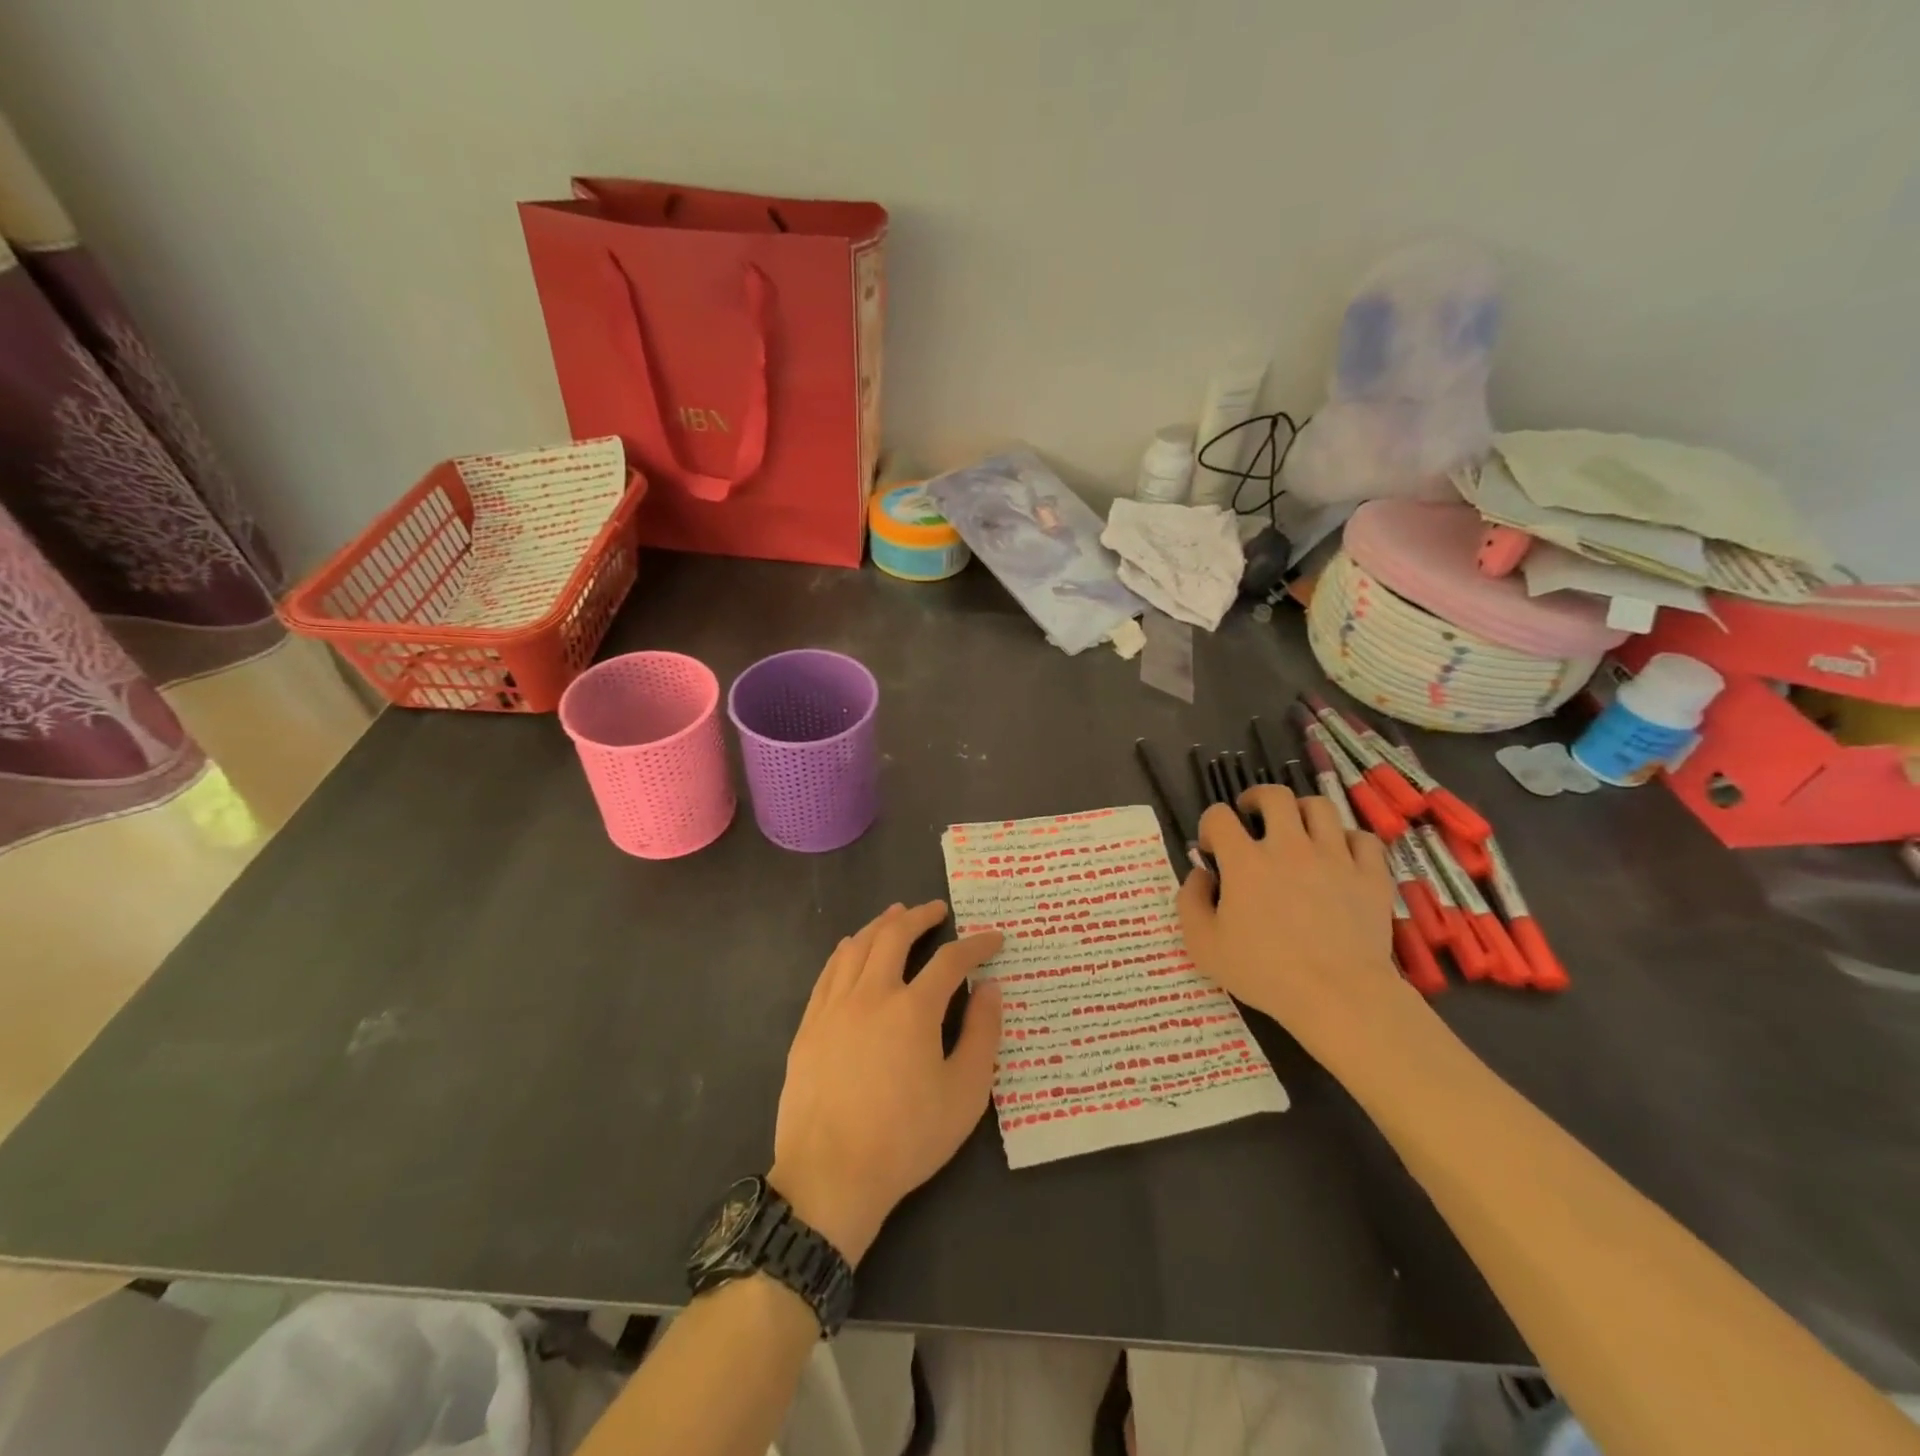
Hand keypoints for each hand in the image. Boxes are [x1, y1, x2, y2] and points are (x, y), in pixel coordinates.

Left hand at [771, 901, 1003, 1265]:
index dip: (976, 945)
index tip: (994, 939)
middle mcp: (872, 993)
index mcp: (913, 1009)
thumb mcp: (964, 1094)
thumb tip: (991, 988)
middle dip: (921, 915)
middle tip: (938, 910)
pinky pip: (830, 970)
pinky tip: (854, 947)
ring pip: (858, 945)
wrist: (830, 1175)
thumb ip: (982, 1035)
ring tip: (897, 915)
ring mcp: (835, 1006)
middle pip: (895, 934)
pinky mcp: (810, 1023)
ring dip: (882, 923)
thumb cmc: (905, 1138)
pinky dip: (848, 949)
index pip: (951, 960)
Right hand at [1176, 785, 1403, 1059]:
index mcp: (1245, 860)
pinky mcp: (1370, 874)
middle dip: (1256, 798)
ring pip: (1320, 807)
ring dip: (1302, 811)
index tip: (1212, 849)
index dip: (1210, 826)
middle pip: (1274, 795)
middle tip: (1252, 817)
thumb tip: (1200, 874)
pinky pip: (1362, 838)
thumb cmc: (1264, 972)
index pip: (1219, 816)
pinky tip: (1340, 856)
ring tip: (1297, 830)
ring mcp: (1334, 856)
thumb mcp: (1203, 944)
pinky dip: (1348, 840)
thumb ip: (1190, 901)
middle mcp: (1289, 846)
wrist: (1338, 995)